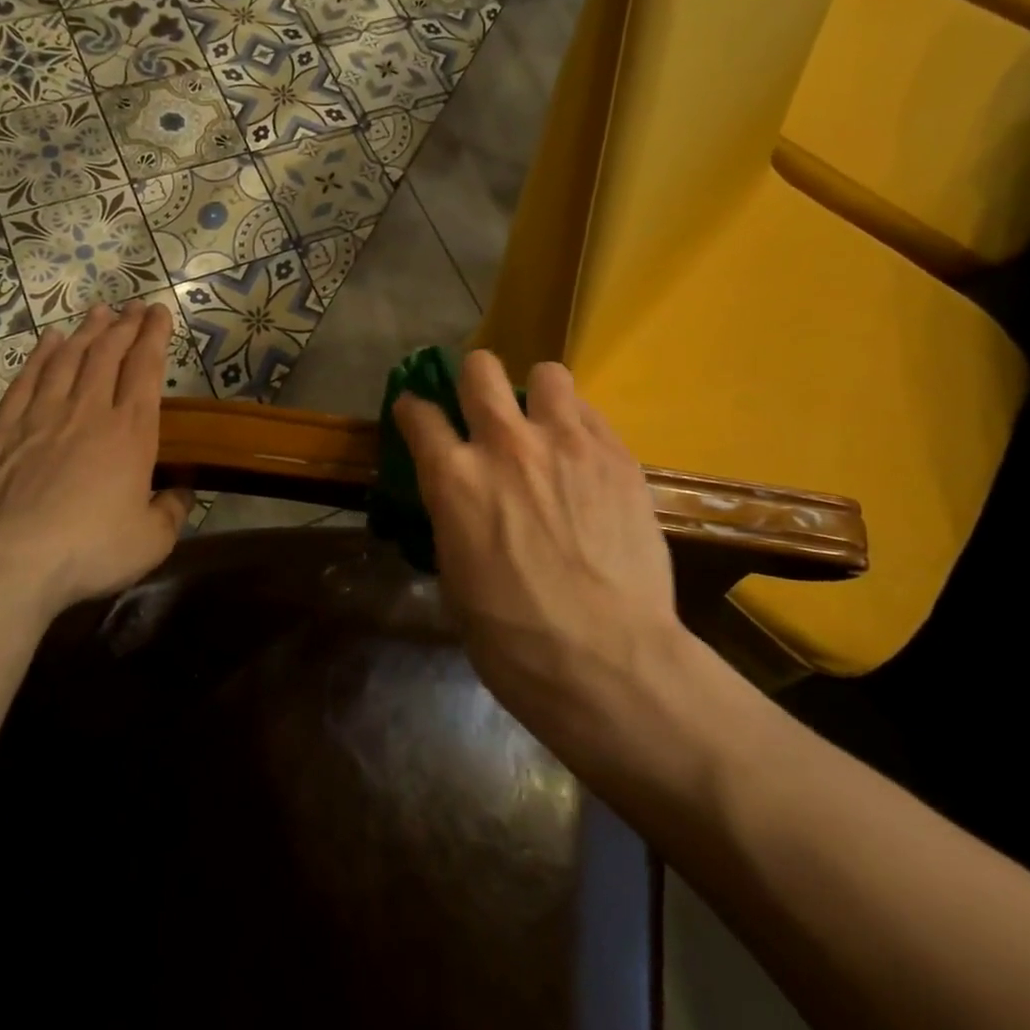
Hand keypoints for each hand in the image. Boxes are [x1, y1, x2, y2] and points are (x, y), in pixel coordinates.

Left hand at [0, 301, 191, 618]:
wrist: (9, 564)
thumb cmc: (91, 550)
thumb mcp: (151, 541)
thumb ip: (171, 511)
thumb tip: (180, 493)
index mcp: (130, 431)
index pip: (146, 368)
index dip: (154, 336)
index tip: (159, 312)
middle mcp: (88, 411)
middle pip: (108, 354)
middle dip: (124, 325)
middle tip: (133, 306)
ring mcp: (42, 416)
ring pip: (68, 359)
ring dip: (86, 332)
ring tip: (98, 312)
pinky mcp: (3, 431)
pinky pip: (26, 380)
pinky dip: (40, 356)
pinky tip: (48, 341)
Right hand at [392, 351, 680, 732]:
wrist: (607, 660)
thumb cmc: (513, 638)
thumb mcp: (455, 577)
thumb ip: (454, 519)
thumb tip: (461, 503)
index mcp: (453, 478)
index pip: (418, 414)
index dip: (413, 411)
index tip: (417, 415)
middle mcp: (505, 443)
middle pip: (480, 369)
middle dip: (474, 379)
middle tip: (482, 406)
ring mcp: (566, 442)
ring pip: (547, 374)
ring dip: (538, 395)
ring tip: (545, 424)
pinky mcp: (616, 455)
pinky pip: (591, 414)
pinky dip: (579, 427)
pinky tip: (584, 460)